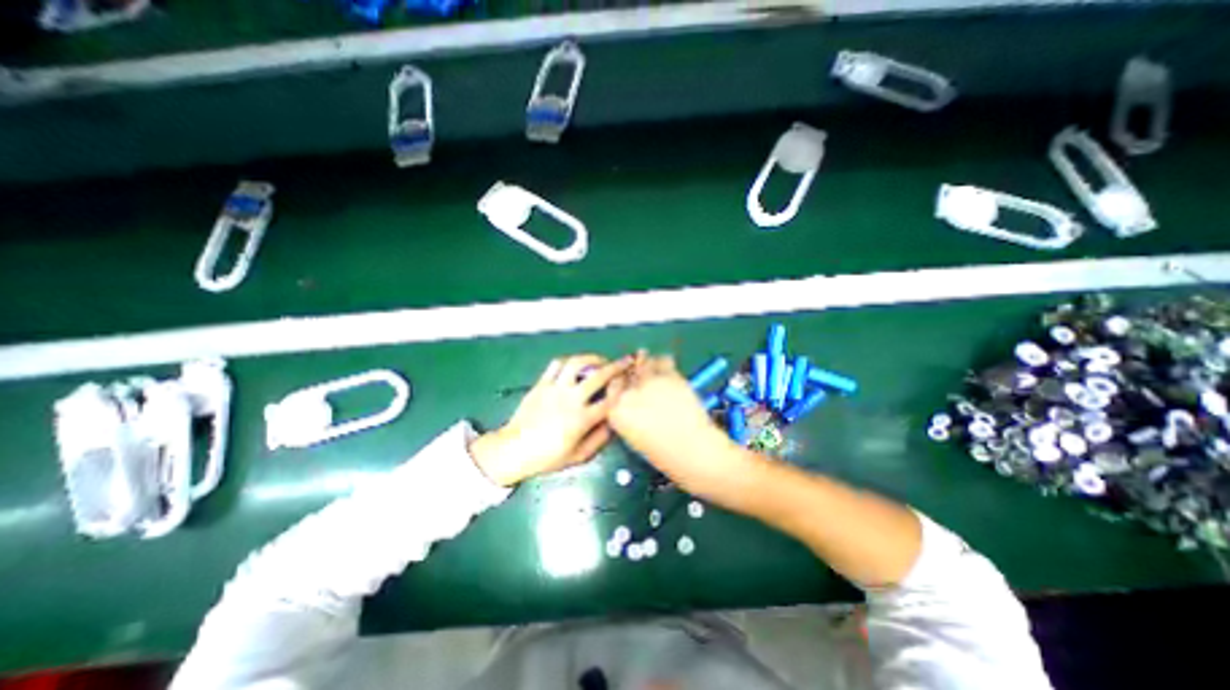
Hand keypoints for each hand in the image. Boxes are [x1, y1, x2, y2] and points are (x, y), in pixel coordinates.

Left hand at [468, 356, 627, 484]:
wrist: (514, 450)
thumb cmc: (547, 457)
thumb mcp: (578, 456)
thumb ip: (599, 440)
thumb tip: (614, 423)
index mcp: (582, 420)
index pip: (610, 400)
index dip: (623, 389)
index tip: (631, 383)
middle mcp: (571, 399)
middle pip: (599, 376)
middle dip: (617, 367)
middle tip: (626, 361)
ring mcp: (555, 389)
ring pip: (576, 363)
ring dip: (592, 358)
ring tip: (600, 360)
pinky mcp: (541, 384)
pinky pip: (556, 364)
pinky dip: (569, 360)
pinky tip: (575, 364)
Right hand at [604, 354, 738, 493]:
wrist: (693, 450)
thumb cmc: (664, 453)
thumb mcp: (636, 436)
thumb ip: (629, 414)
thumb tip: (633, 400)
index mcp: (616, 412)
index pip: (612, 387)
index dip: (621, 384)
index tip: (627, 384)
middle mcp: (628, 393)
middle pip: (626, 373)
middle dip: (633, 374)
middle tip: (642, 378)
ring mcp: (648, 382)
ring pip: (643, 362)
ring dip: (647, 364)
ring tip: (655, 371)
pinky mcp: (669, 375)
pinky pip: (663, 361)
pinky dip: (663, 362)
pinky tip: (668, 369)